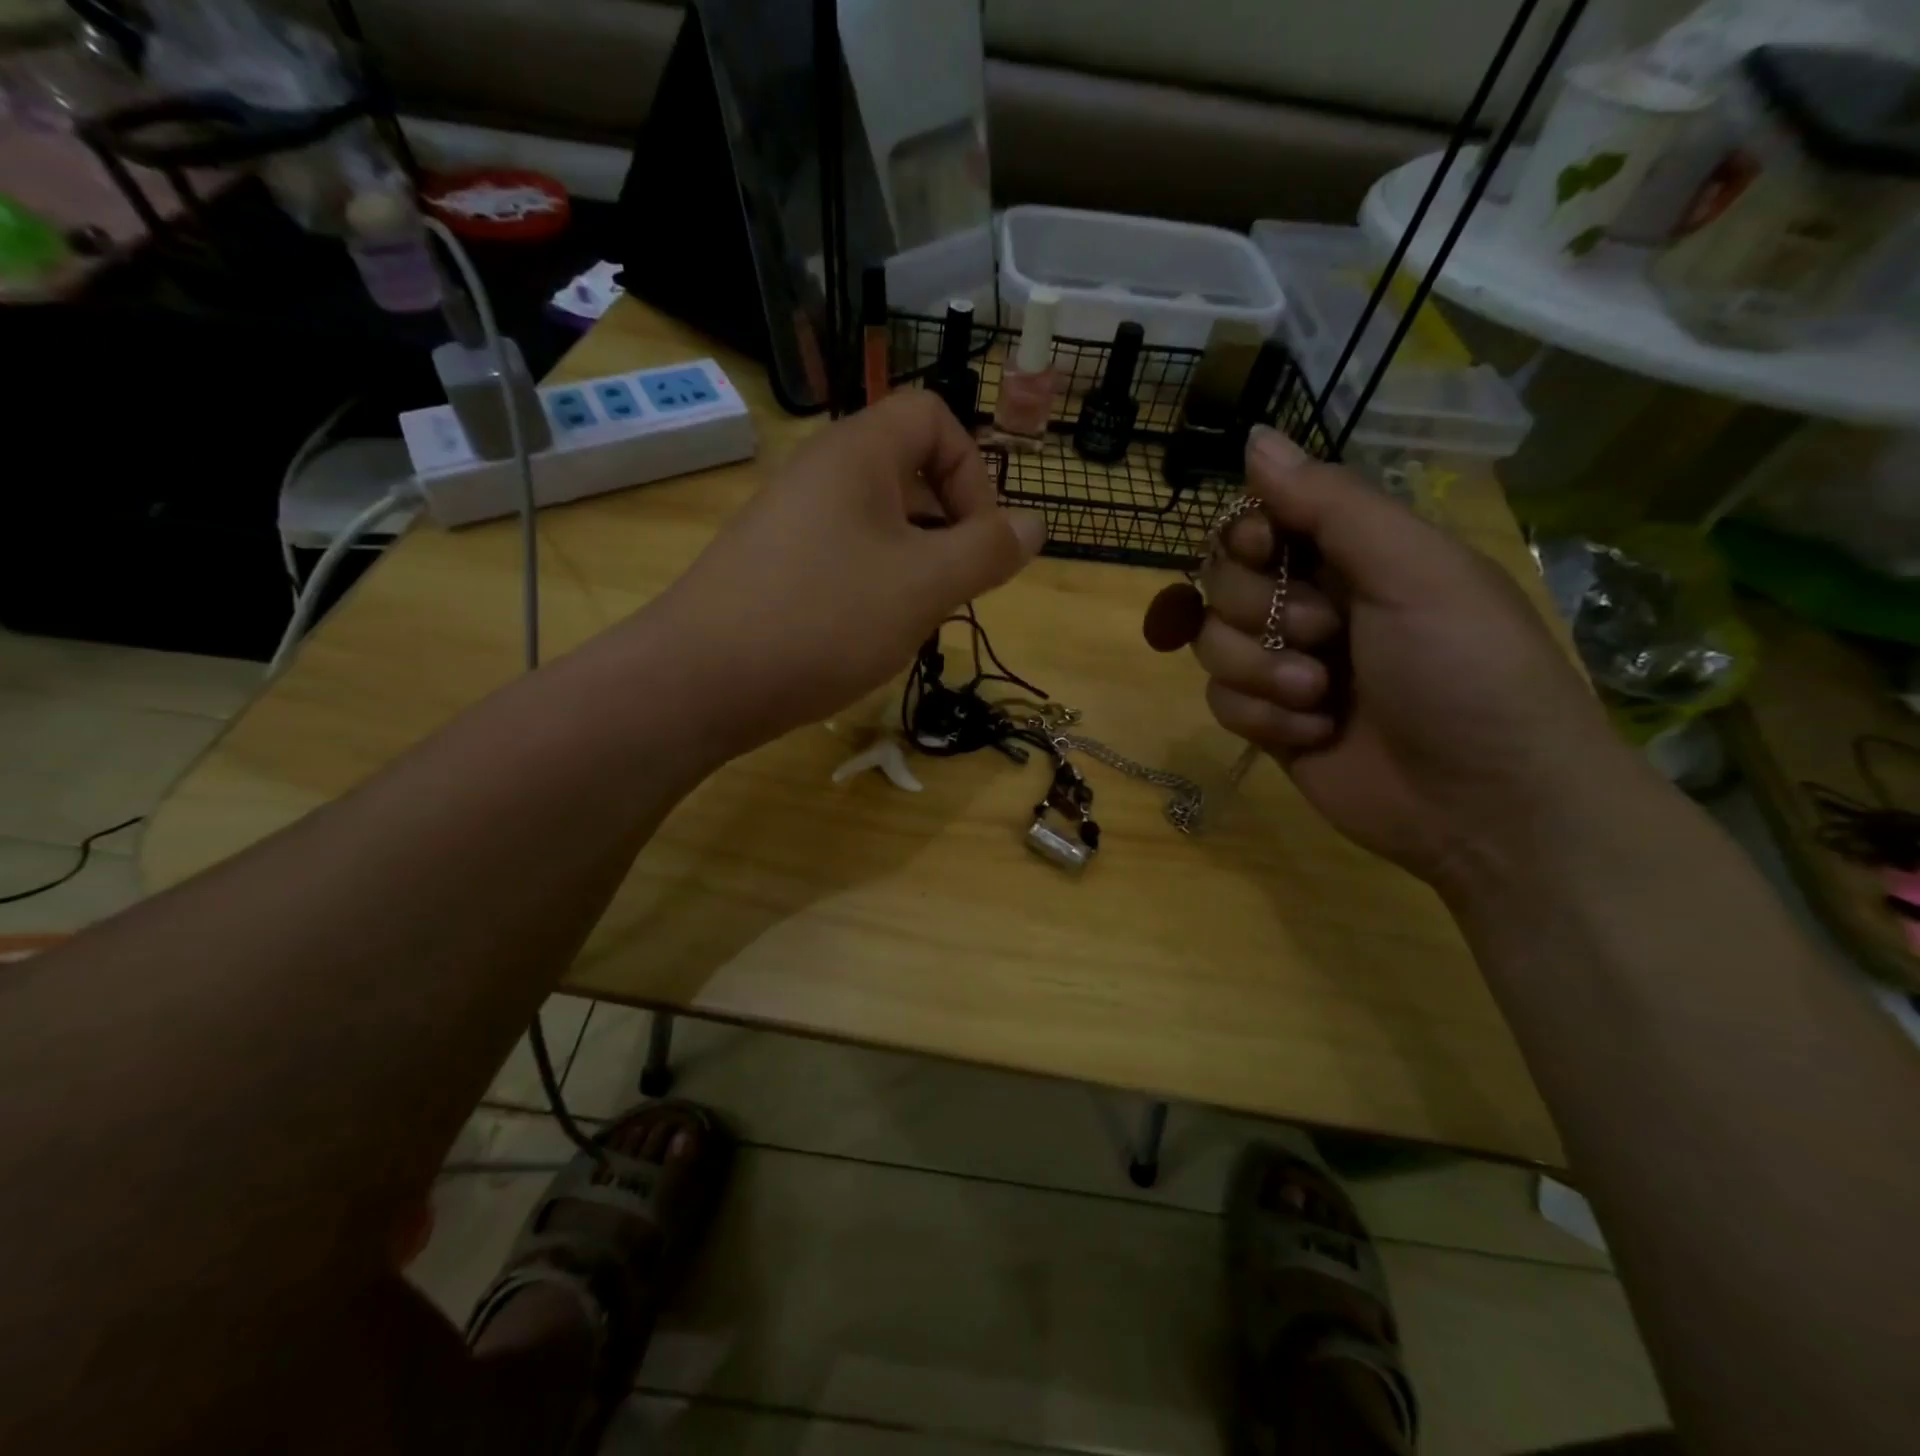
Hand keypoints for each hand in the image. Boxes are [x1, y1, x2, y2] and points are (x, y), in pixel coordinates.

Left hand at [655, 392, 1044, 755]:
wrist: (699, 681)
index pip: (934, 416)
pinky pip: (843, 553)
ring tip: (912, 618)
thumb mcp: (925, 585)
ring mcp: (789, 519)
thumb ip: (989, 551)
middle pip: (908, 469)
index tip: (977, 540)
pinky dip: (872, 584)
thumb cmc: (824, 619)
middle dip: (947, 526)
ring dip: (913, 563)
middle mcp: (819, 471)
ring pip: (878, 520)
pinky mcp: (772, 563)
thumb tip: (1036, 524)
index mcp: (857, 453)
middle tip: (950, 588)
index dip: (972, 470)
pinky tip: (866, 633)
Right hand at [1193, 427, 1630, 892]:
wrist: (1487, 803)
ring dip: (1260, 671)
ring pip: (1211, 643)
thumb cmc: (1467, 672)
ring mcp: (1286, 666)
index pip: (1258, 520)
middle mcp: (1311, 603)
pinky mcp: (1269, 723)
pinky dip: (1261, 718)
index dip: (1246, 535)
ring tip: (1320, 697)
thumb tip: (1253, 437)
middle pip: (1221, 580)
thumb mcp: (1414, 570)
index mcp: (1352, 555)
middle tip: (1324, 635)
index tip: (1267, 551)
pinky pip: (1220, 701)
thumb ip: (1330, 504)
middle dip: (1261, 611)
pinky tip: (1313, 734)